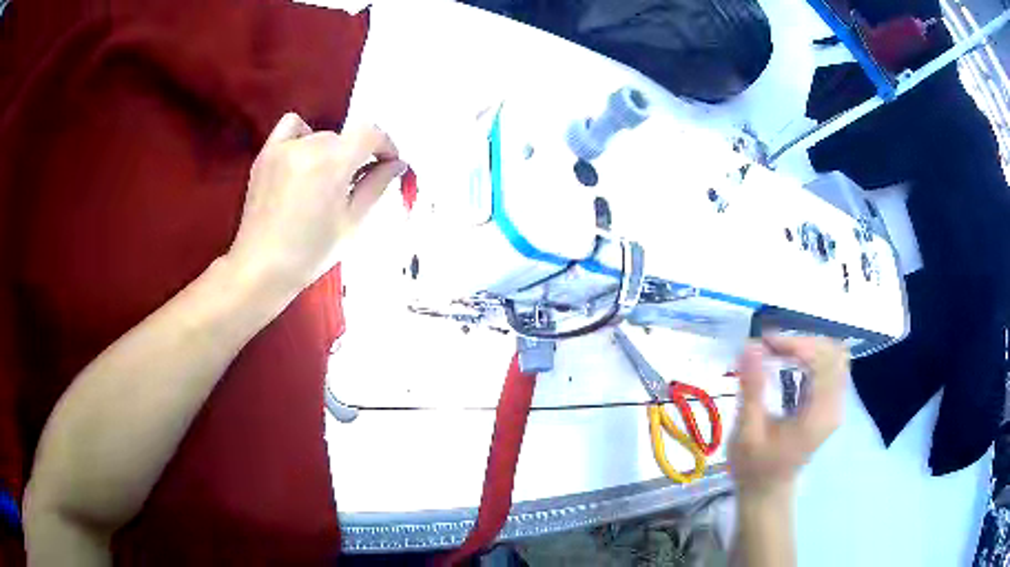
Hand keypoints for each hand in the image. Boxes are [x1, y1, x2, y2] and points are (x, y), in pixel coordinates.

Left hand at [227, 112, 406, 291]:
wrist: (262, 267)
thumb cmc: (311, 252)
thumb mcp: (353, 222)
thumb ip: (377, 185)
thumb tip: (397, 164)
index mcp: (333, 162)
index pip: (370, 133)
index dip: (386, 145)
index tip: (388, 164)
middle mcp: (308, 145)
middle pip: (345, 137)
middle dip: (356, 156)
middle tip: (353, 185)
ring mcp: (283, 147)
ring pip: (321, 136)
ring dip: (331, 151)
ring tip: (323, 179)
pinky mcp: (266, 153)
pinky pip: (292, 127)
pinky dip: (303, 136)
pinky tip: (303, 160)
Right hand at [729, 336, 848, 497]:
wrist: (767, 492)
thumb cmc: (754, 466)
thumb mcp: (747, 431)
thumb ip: (753, 388)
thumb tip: (750, 345)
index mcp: (818, 415)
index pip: (821, 360)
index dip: (795, 344)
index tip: (764, 343)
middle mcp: (834, 407)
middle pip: (832, 353)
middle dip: (801, 342)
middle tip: (769, 347)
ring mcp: (836, 406)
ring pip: (834, 356)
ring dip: (808, 347)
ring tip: (778, 352)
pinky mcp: (831, 405)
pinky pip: (832, 367)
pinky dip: (812, 357)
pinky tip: (792, 362)